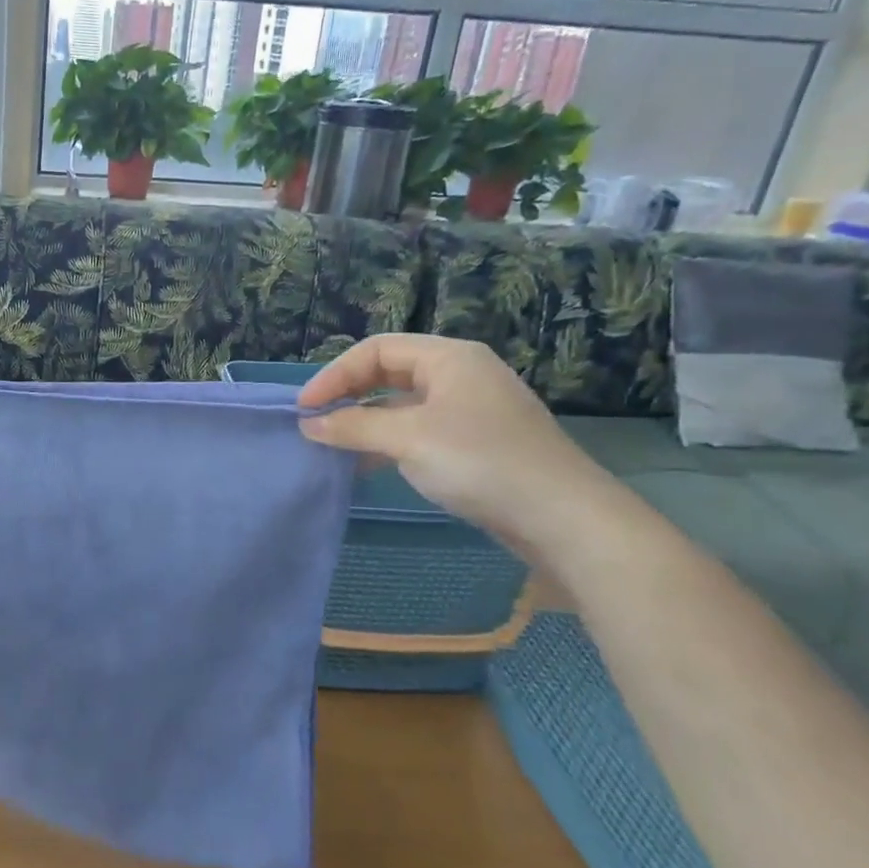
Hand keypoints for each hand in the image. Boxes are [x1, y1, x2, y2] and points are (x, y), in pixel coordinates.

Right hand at [296, 334, 611, 549]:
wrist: (562, 517)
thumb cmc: (479, 462)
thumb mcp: (407, 439)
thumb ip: (353, 426)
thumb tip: (309, 424)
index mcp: (449, 357)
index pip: (376, 350)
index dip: (335, 374)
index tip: (306, 408)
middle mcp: (460, 374)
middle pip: (389, 372)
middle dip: (349, 395)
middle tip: (316, 422)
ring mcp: (471, 409)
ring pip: (403, 403)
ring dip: (366, 421)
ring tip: (335, 445)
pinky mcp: (476, 442)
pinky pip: (419, 429)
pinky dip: (389, 441)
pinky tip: (369, 464)